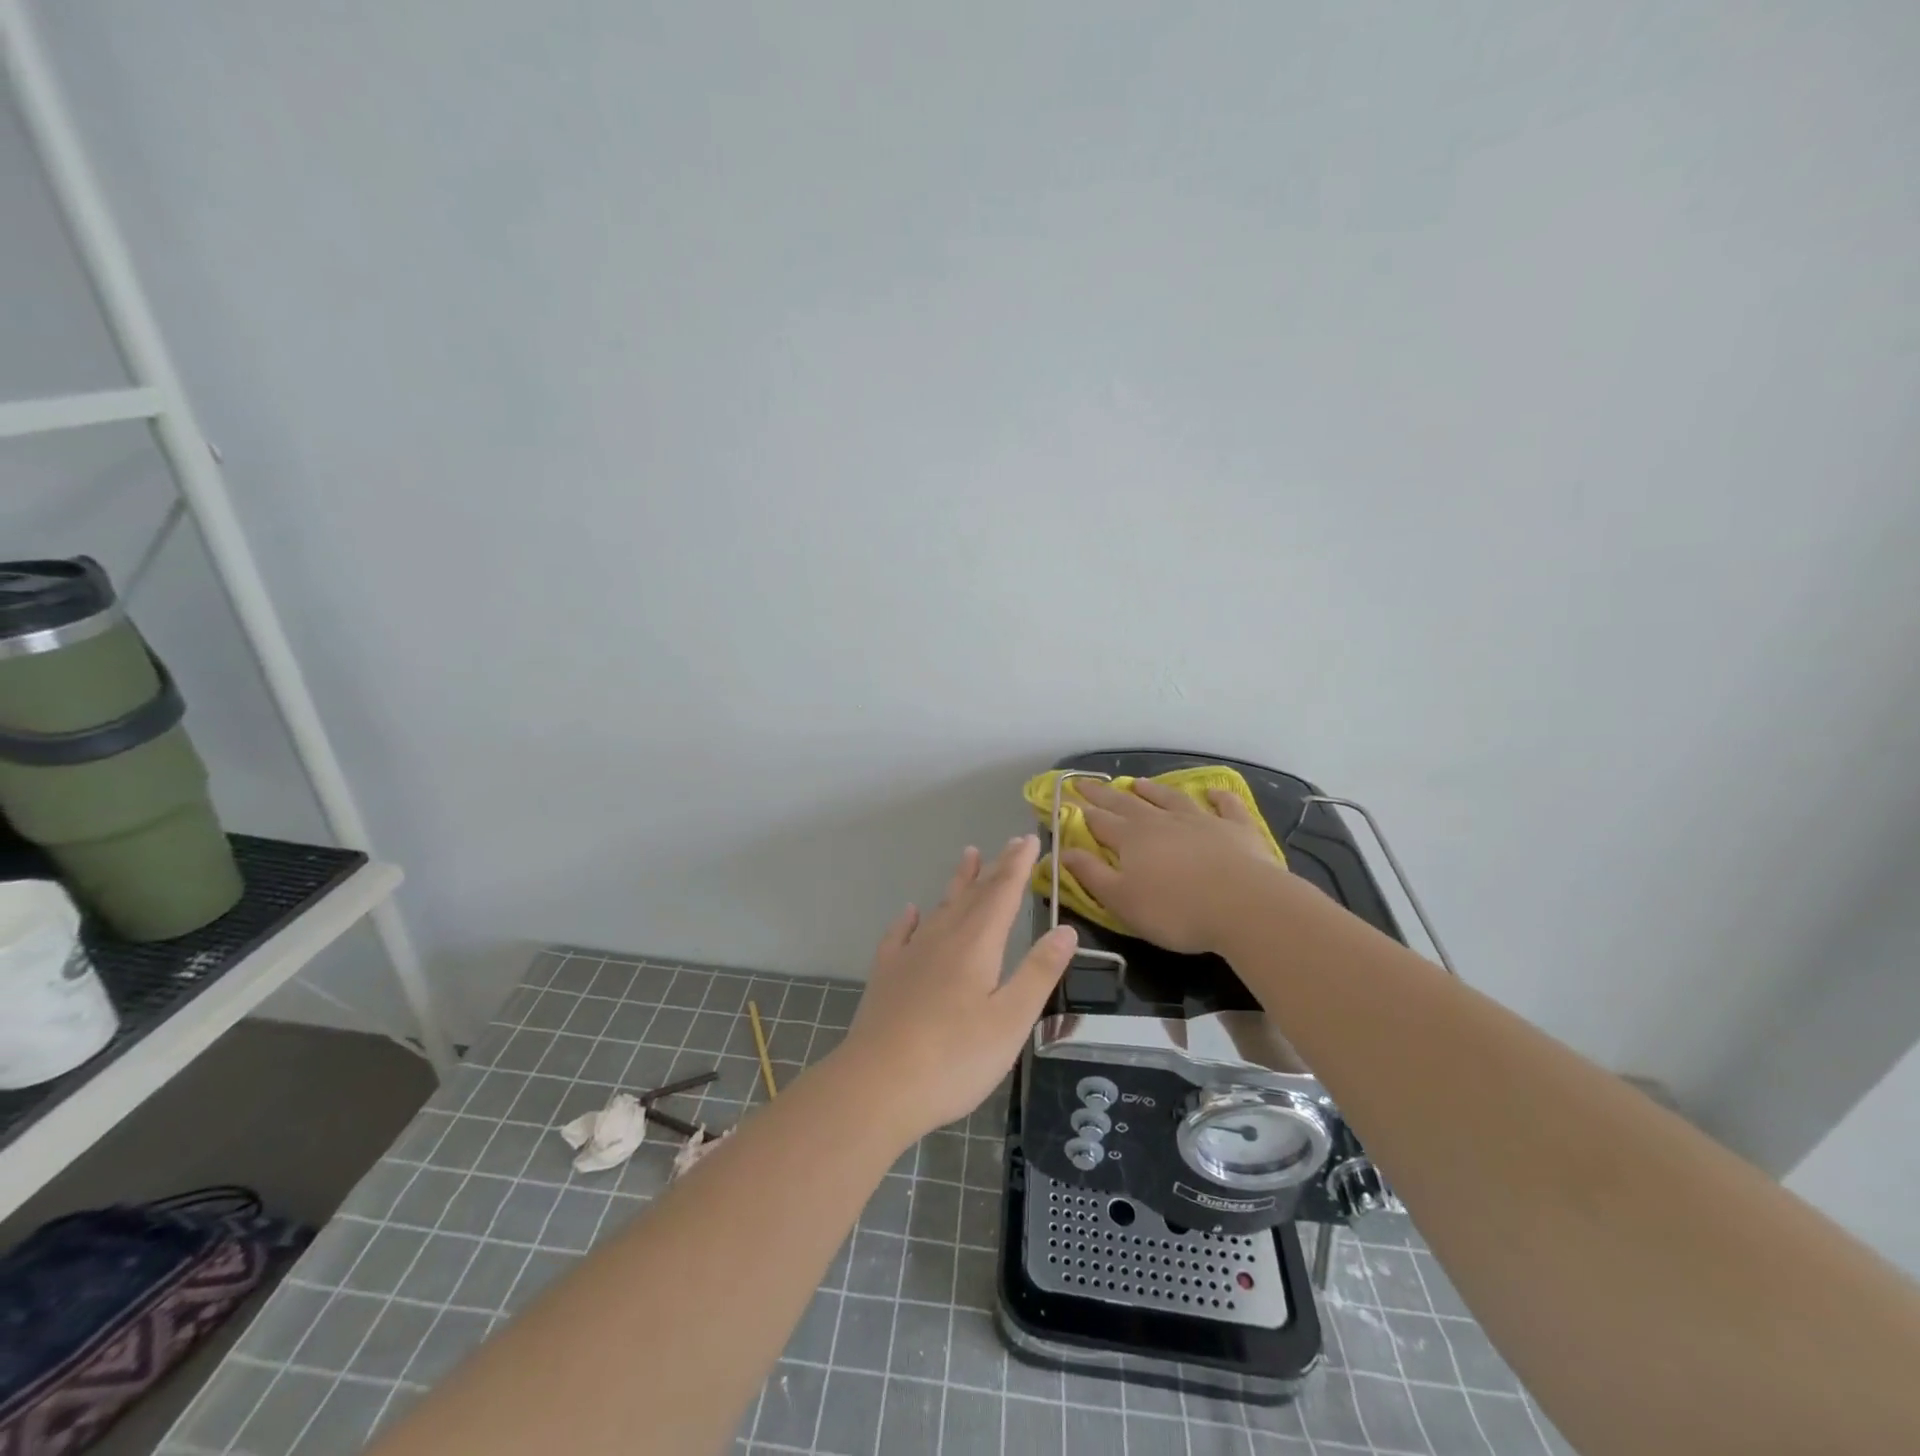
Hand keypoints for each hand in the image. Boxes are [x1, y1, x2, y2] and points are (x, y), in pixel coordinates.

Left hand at [835, 836, 1077, 1140]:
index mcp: (976, 945)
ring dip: (957, 882)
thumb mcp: (1011, 1020)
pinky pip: (899, 935)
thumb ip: (1039, 972)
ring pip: (939, 908)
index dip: (1018, 865)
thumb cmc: (955, 1058)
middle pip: (973, 894)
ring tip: (967, 856)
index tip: (1029, 839)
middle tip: (1010, 843)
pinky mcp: (886, 976)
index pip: (1002, 893)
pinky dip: (909, 919)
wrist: (877, 1085)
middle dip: (995, 868)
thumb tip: (1066, 928)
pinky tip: (910, 912)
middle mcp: (942, 938)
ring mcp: (910, 956)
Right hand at [1062, 779, 1294, 953]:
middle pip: (1127, 803)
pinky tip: (1213, 792)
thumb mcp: (1121, 901)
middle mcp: (1162, 822)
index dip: (1080, 810)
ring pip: (1171, 799)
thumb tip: (1062, 851)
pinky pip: (1226, 807)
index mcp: (1131, 839)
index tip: (1067, 796)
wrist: (1245, 906)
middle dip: (1104, 793)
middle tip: (1086, 781)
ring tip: (1139, 781)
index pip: (1099, 820)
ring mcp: (1201, 821)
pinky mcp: (1236, 829)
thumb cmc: (1176, 910)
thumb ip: (1091, 875)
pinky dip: (1218, 797)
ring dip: (1153, 790)